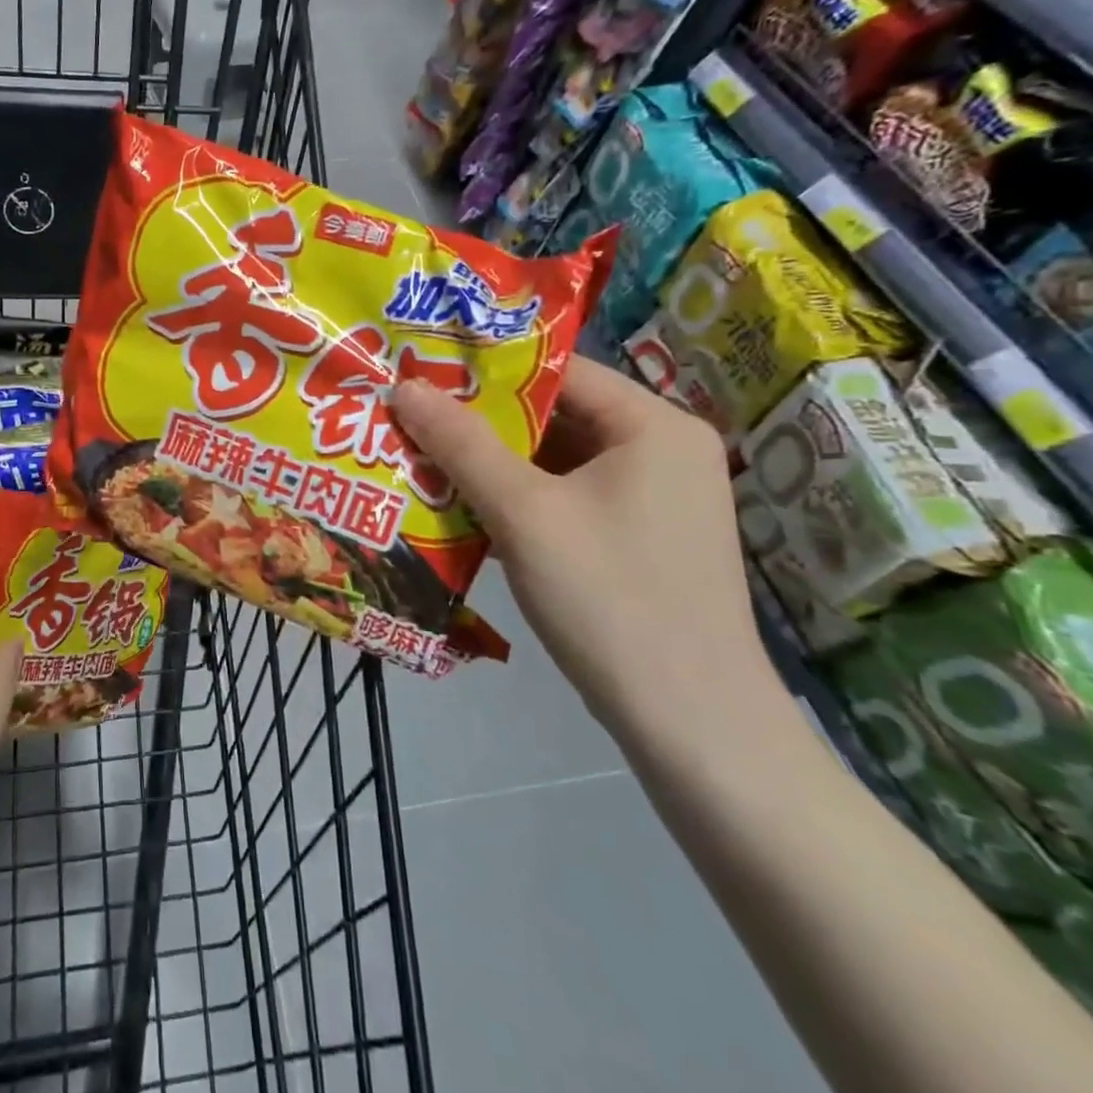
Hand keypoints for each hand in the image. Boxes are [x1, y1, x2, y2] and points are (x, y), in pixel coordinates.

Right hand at [393, 357, 774, 741]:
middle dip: (480, 423)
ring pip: (554, 461)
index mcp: (653, 425)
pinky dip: (515, 500)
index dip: (484, 369)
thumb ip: (461, 444)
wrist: (689, 724)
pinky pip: (564, 498)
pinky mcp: (636, 539)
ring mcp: (652, 498)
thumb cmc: (609, 598)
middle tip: (410, 419)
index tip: (420, 374)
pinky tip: (460, 510)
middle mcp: (661, 450)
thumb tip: (404, 386)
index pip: (558, 371)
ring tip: (421, 459)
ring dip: (490, 465)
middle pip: (554, 415)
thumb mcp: (524, 512)